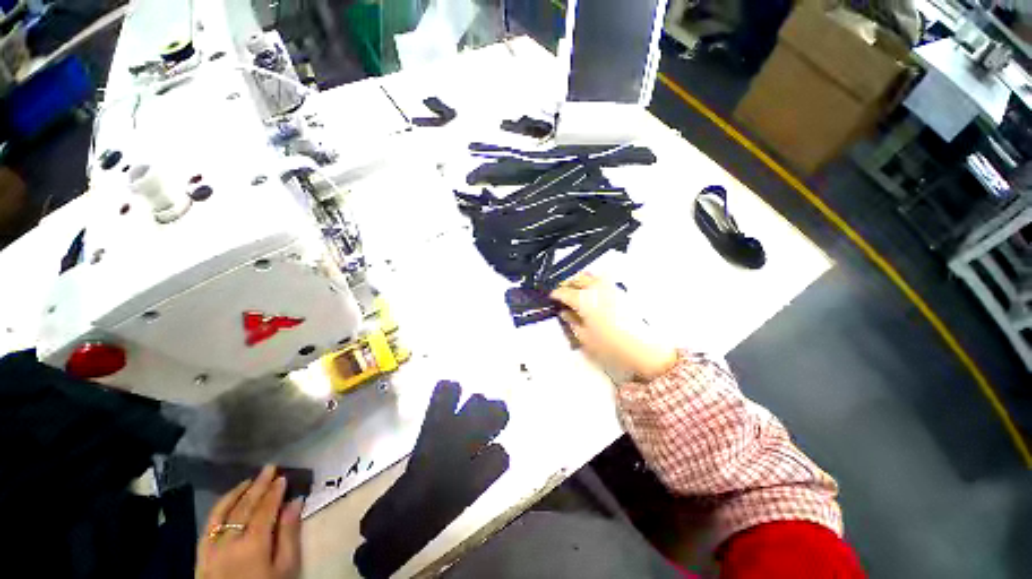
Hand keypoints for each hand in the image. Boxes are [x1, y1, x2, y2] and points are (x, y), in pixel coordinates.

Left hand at [196, 465, 302, 578]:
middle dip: (258, 486)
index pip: (265, 510)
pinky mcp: (201, 554)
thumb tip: (296, 502)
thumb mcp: (286, 568)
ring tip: (250, 481)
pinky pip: (208, 525)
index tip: (283, 477)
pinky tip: (228, 502)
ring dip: (237, 494)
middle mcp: (229, 541)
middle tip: (269, 468)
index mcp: (253, 544)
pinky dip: (219, 509)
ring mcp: (211, 547)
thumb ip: (289, 535)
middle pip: (244, 508)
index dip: (274, 492)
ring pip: (222, 513)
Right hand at [551, 273, 677, 381]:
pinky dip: (593, 281)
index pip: (565, 292)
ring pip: (590, 276)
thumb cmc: (610, 345)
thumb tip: (564, 312)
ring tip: (575, 289)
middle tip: (562, 292)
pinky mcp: (620, 291)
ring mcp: (610, 288)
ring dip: (580, 280)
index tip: (551, 297)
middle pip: (577, 279)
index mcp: (584, 300)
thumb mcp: (584, 337)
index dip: (556, 294)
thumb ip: (572, 322)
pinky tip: (592, 292)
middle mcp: (596, 289)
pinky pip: (602, 280)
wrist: (643, 348)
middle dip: (567, 283)